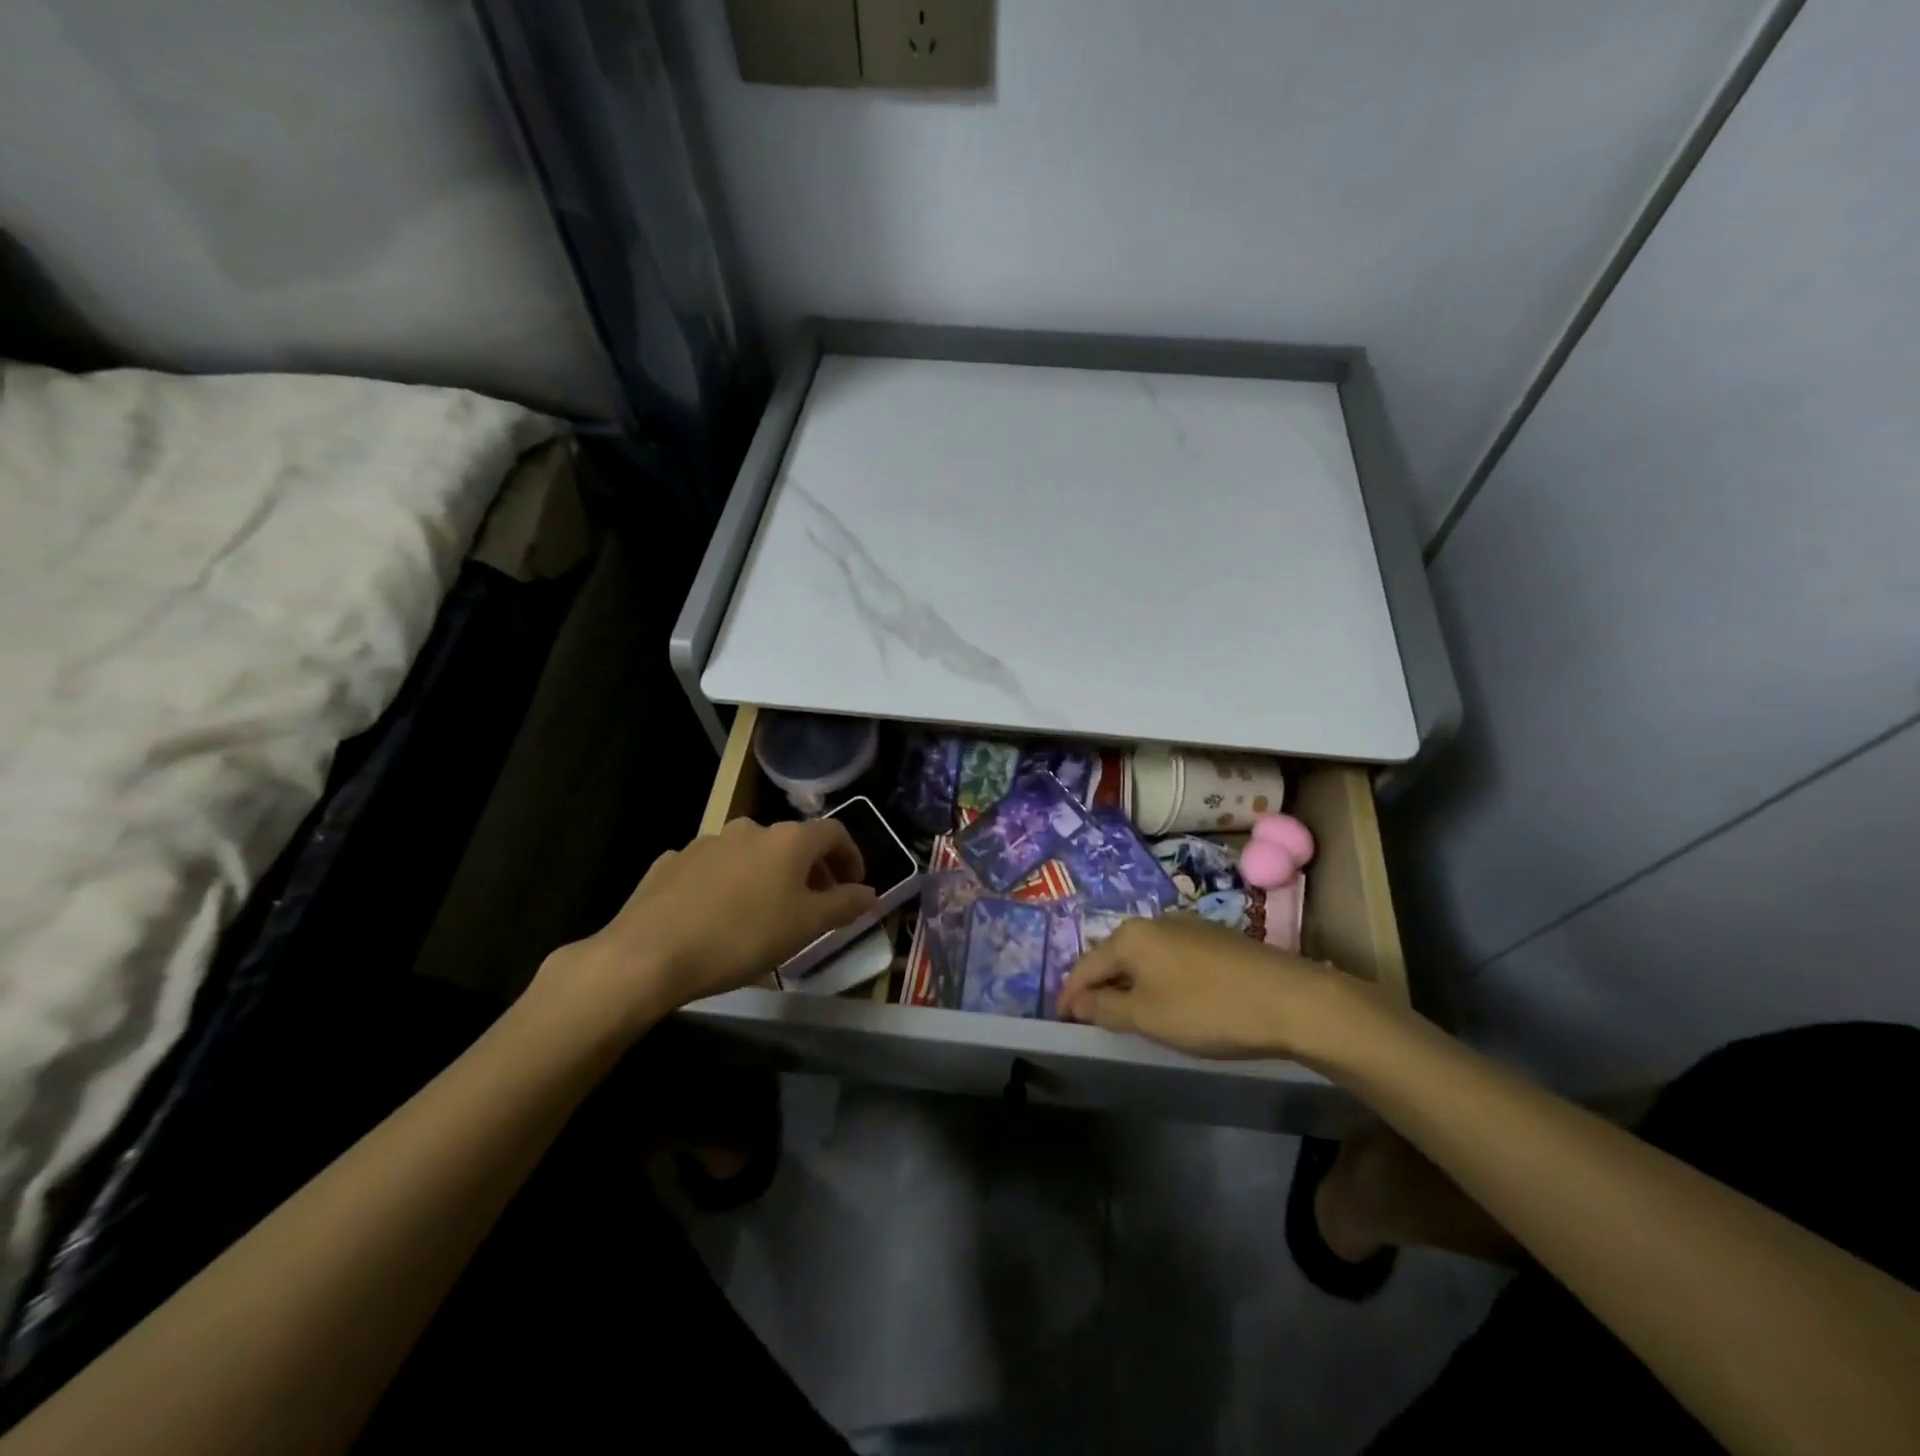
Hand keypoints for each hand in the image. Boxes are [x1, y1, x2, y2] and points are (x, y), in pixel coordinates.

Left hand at [533, 817, 878, 1037]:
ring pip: (752, 854)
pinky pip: (714, 868)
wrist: (649, 954)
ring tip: (765, 914)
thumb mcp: (806, 927)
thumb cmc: (742, 937)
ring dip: (768, 877)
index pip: (835, 834)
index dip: (851, 858)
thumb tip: (870, 892)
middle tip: (815, 906)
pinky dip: (729, 884)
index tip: (854, 887)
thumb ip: (844, 905)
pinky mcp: (673, 862)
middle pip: (793, 843)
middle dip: (810, 871)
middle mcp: (750, 829)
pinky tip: (718, 916)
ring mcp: (707, 842)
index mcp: (788, 839)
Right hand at [1059, 913, 1372, 1061]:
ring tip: (1128, 1012)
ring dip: (1130, 982)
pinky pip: (1170, 958)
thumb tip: (1077, 1001)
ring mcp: (1188, 926)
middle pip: (1114, 956)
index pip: (1086, 966)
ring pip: (1144, 956)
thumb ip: (1105, 1008)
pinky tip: (1170, 1000)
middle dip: (1099, 986)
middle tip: (1091, 1018)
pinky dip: (1158, 978)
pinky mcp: (1215, 938)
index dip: (1070, 995)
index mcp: (1131, 936)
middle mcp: (1155, 921)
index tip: (1061, 1021)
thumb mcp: (1148, 1017)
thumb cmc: (1207, 1009)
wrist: (1290, 999)